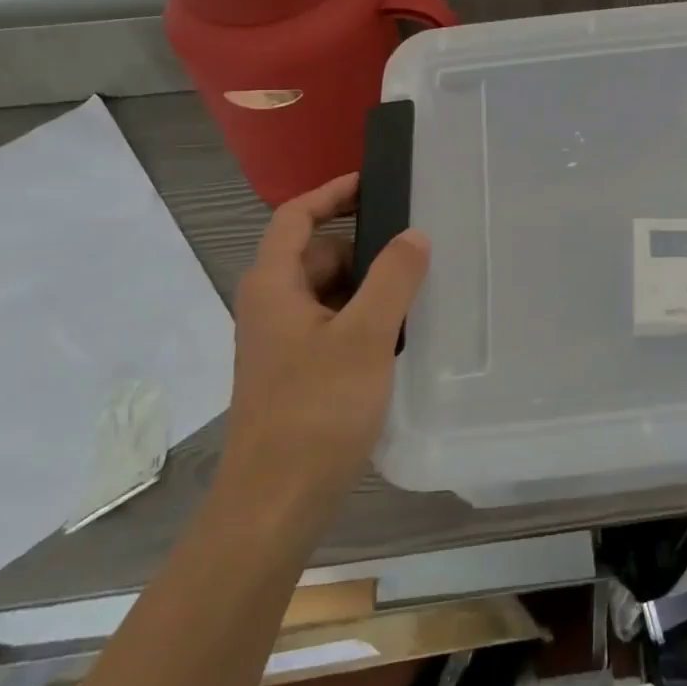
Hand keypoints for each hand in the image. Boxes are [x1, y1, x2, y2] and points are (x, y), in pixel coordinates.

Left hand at [216, 174, 429, 515]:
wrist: (275, 503)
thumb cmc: (316, 410)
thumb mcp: (365, 335)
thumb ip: (394, 277)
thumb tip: (414, 235)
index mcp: (274, 285)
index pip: (295, 216)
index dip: (331, 192)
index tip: (374, 182)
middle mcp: (271, 306)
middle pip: (318, 253)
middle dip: (364, 249)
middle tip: (415, 255)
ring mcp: (282, 342)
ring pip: (329, 292)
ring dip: (368, 287)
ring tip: (415, 297)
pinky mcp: (296, 371)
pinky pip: (332, 324)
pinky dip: (362, 319)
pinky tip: (397, 339)